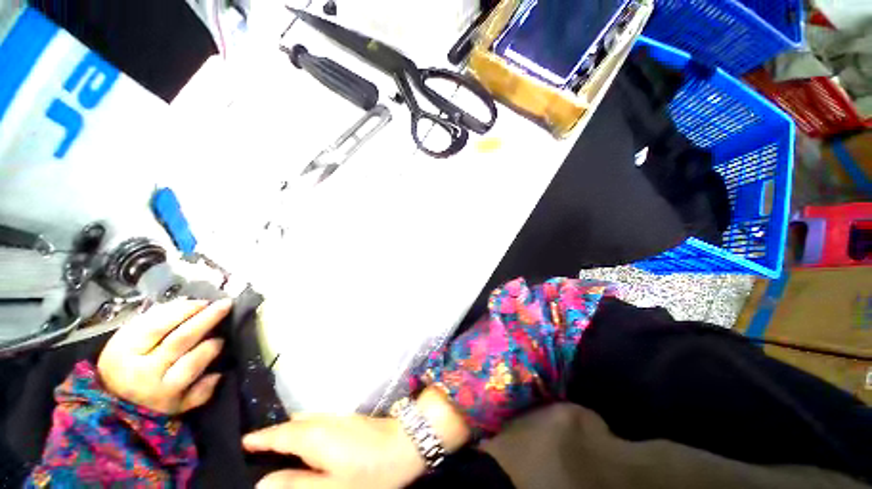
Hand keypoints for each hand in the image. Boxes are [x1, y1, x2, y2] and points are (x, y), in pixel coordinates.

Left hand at [97, 298, 231, 414]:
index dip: (210, 349)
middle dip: (206, 319)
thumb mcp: (178, 407)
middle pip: (179, 340)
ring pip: (159, 325)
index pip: (190, 364)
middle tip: (225, 304)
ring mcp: (126, 353)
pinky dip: (165, 309)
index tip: (223, 339)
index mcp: (161, 390)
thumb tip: (219, 374)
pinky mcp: (117, 339)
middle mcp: (143, 371)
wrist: (106, 401)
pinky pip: (143, 319)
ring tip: (204, 301)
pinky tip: (183, 303)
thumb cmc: (151, 404)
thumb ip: (200, 394)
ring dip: (186, 309)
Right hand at [242, 414, 424, 488]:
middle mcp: (325, 421)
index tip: (243, 441)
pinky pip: (319, 422)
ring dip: (290, 431)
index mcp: (315, 436)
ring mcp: (339, 418)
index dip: (261, 438)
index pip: (280, 434)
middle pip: (292, 424)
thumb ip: (296, 486)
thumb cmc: (370, 472)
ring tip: (276, 448)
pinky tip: (307, 444)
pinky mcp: (349, 421)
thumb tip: (262, 483)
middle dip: (273, 434)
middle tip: (255, 449)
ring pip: (307, 421)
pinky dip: (305, 431)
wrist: (406, 442)